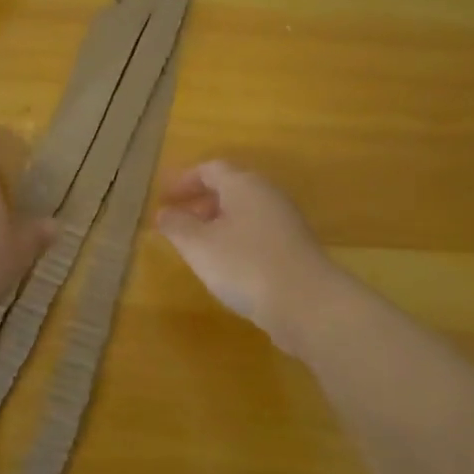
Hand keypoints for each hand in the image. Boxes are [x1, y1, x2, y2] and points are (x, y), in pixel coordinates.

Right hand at [156, 161, 337, 347]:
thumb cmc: (245, 265)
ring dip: (218, 222)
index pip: (210, 169)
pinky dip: (236, 239)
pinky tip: (227, 265)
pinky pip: (257, 232)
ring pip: (245, 211)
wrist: (308, 304)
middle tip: (178, 221)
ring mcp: (285, 221)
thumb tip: (164, 212)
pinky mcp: (295, 248)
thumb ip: (177, 225)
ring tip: (198, 245)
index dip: (184, 181)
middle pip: (230, 187)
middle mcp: (267, 195)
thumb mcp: (199, 245)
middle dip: (201, 201)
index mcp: (244, 184)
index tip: (164, 198)